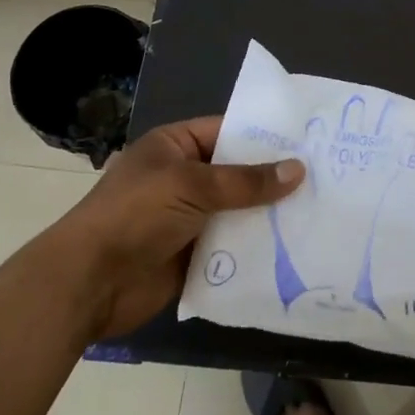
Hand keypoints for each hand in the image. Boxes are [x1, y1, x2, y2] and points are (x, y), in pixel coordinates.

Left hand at [49, 116, 303, 341]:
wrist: (89, 282)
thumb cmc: (136, 215)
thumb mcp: (192, 185)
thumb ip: (246, 181)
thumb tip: (298, 169)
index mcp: (174, 146)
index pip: (227, 132)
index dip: (264, 136)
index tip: (308, 140)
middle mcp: (183, 178)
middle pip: (237, 174)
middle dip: (274, 179)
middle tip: (325, 178)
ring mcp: (189, 218)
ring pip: (238, 211)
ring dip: (270, 216)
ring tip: (320, 212)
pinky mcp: (194, 255)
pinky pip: (232, 246)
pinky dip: (257, 248)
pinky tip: (296, 248)